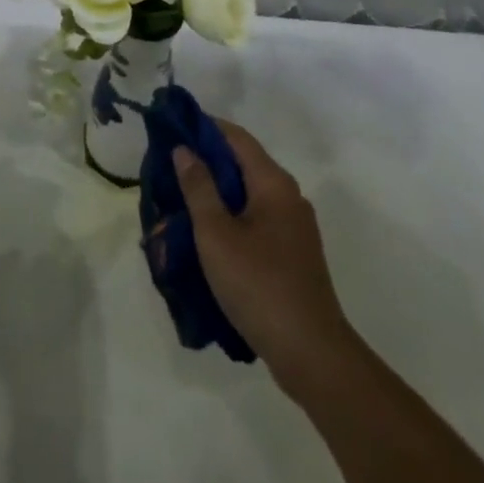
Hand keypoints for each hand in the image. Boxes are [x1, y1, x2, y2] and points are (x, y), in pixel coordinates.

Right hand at [172, 120, 353, 396]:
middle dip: (207, 163)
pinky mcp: (294, 255)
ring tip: (182, 202)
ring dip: (217, 194)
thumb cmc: (259, 285)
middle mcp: (289, 196)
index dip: (205, 127)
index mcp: (273, 183)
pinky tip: (209, 237)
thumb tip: (184, 149)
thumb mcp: (216, 234)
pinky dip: (232, 218)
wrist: (313, 355)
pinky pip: (257, 221)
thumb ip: (198, 187)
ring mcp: (295, 228)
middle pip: (243, 164)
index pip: (236, 137)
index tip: (174, 126)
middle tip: (170, 168)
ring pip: (249, 196)